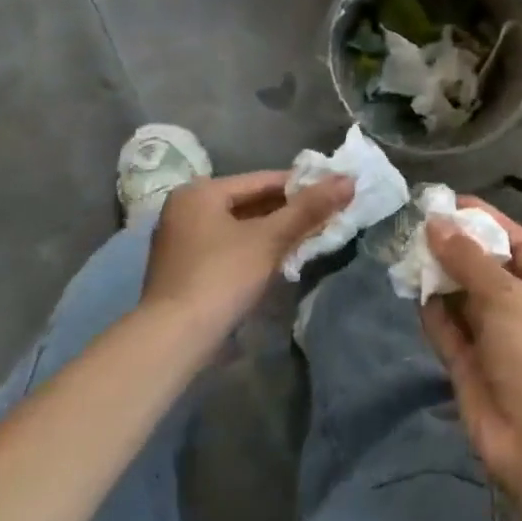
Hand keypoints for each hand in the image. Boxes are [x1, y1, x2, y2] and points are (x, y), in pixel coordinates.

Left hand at [143, 172, 354, 336]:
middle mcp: (186, 209)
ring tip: (313, 237)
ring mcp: (182, 241)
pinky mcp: (186, 269)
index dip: (303, 186)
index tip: (335, 193)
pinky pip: (231, 247)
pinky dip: (257, 249)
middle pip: (252, 203)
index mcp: (200, 192)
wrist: (172, 340)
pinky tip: (283, 260)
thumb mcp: (270, 239)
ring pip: (242, 227)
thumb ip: (309, 209)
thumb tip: (349, 180)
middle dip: (290, 212)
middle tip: (329, 216)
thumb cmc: (221, 277)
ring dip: (276, 232)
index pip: (264, 180)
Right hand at [421, 198, 521, 495]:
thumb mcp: (508, 297)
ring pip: (463, 298)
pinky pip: (449, 330)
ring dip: (439, 278)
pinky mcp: (470, 366)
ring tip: (407, 252)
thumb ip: (470, 260)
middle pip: (486, 268)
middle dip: (455, 248)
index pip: (516, 241)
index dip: (485, 220)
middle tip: (417, 227)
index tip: (449, 203)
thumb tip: (436, 224)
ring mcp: (496, 339)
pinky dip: (432, 312)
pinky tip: (412, 291)